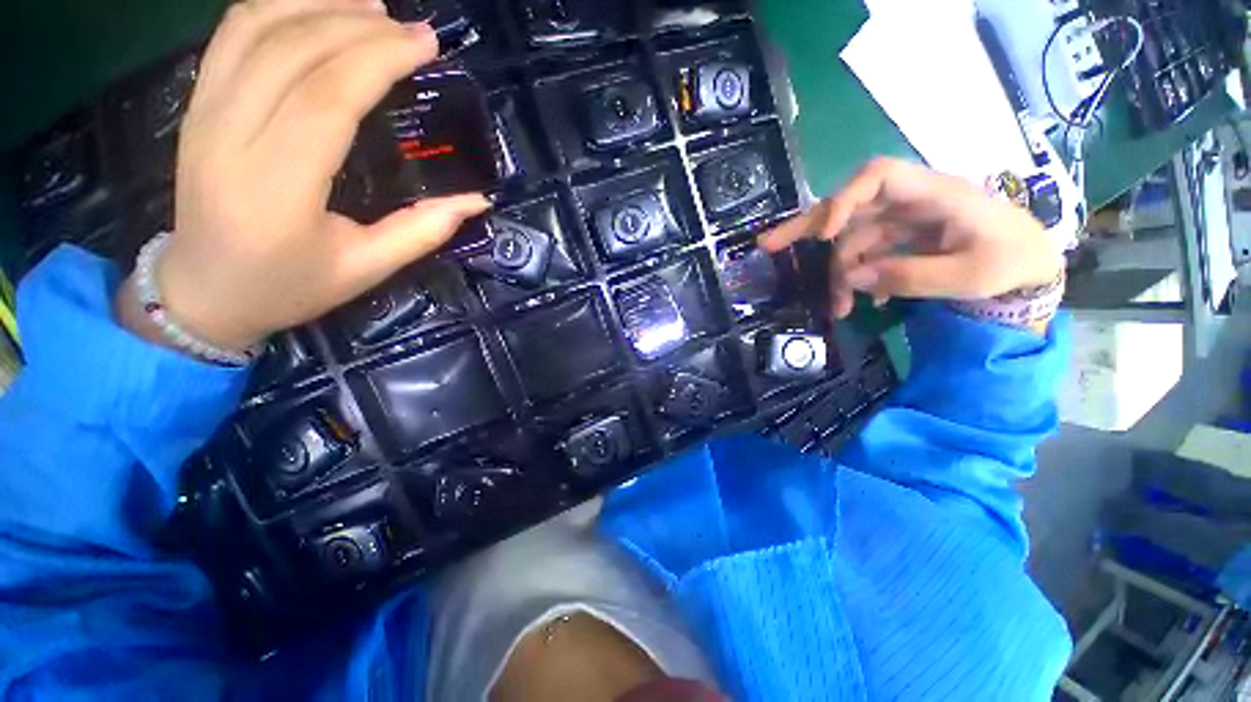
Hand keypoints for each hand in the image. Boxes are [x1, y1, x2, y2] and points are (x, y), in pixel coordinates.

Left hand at [118, 0, 489, 352]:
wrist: (203, 290)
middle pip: (292, 49)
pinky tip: (318, 8)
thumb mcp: (366, 269)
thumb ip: (423, 231)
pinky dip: (278, 6)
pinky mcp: (196, 103)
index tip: (426, 44)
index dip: (379, 58)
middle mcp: (229, 136)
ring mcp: (204, 112)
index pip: (327, 96)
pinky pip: (232, 34)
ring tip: (371, 4)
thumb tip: (477, 199)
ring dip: (317, 2)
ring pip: (255, 26)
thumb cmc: (288, 285)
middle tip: (411, 27)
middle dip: (359, 24)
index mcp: (276, 187)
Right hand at [759, 158, 1061, 318]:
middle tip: (767, 247)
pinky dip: (854, 279)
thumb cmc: (1010, 262)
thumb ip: (911, 276)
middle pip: (847, 205)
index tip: (825, 236)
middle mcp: (908, 202)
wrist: (1030, 266)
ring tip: (839, 310)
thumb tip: (853, 277)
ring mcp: (900, 222)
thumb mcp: (969, 276)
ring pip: (849, 240)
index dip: (843, 200)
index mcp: (933, 194)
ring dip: (837, 275)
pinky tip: (860, 301)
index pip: (877, 177)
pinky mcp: (897, 240)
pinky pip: (862, 256)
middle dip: (806, 227)